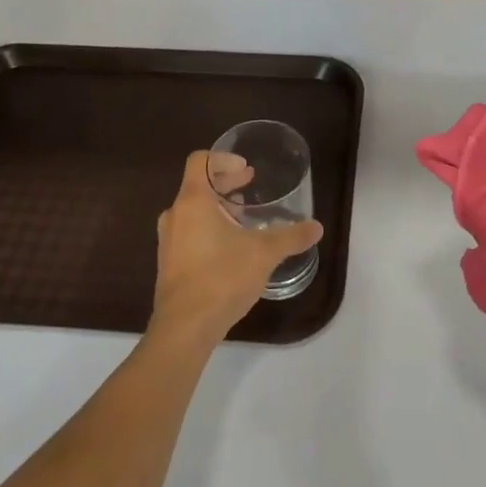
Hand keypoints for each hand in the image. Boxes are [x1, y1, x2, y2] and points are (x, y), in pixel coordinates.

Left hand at [150, 151, 321, 346]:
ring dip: (217, 206)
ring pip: (193, 210)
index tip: (246, 168)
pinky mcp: (169, 263)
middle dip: (225, 182)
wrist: (184, 328)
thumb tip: (317, 227)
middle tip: (250, 185)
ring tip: (243, 217)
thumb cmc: (221, 278)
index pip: (200, 161)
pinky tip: (231, 247)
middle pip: (197, 184)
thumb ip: (291, 236)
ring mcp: (168, 241)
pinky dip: (208, 227)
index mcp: (193, 201)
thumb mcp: (264, 253)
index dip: (223, 158)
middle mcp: (175, 215)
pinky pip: (189, 232)